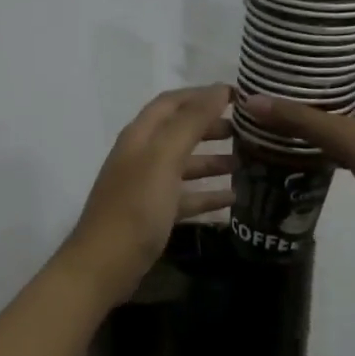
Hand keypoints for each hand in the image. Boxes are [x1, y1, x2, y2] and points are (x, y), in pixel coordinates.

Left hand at [58, 84, 235, 301]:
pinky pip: (185, 197)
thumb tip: (218, 90)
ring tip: (248, 161)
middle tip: (249, 130)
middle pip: (180, 132)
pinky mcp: (154, 215)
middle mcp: (142, 156)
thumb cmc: (135, 208)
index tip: (240, 96)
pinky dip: (208, 195)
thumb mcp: (164, 159)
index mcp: (140, 136)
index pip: (173, 102)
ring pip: (185, 165)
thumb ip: (190, 123)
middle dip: (212, 127)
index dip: (203, 95)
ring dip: (214, 160)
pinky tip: (234, 198)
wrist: (105, 265)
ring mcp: (147, 187)